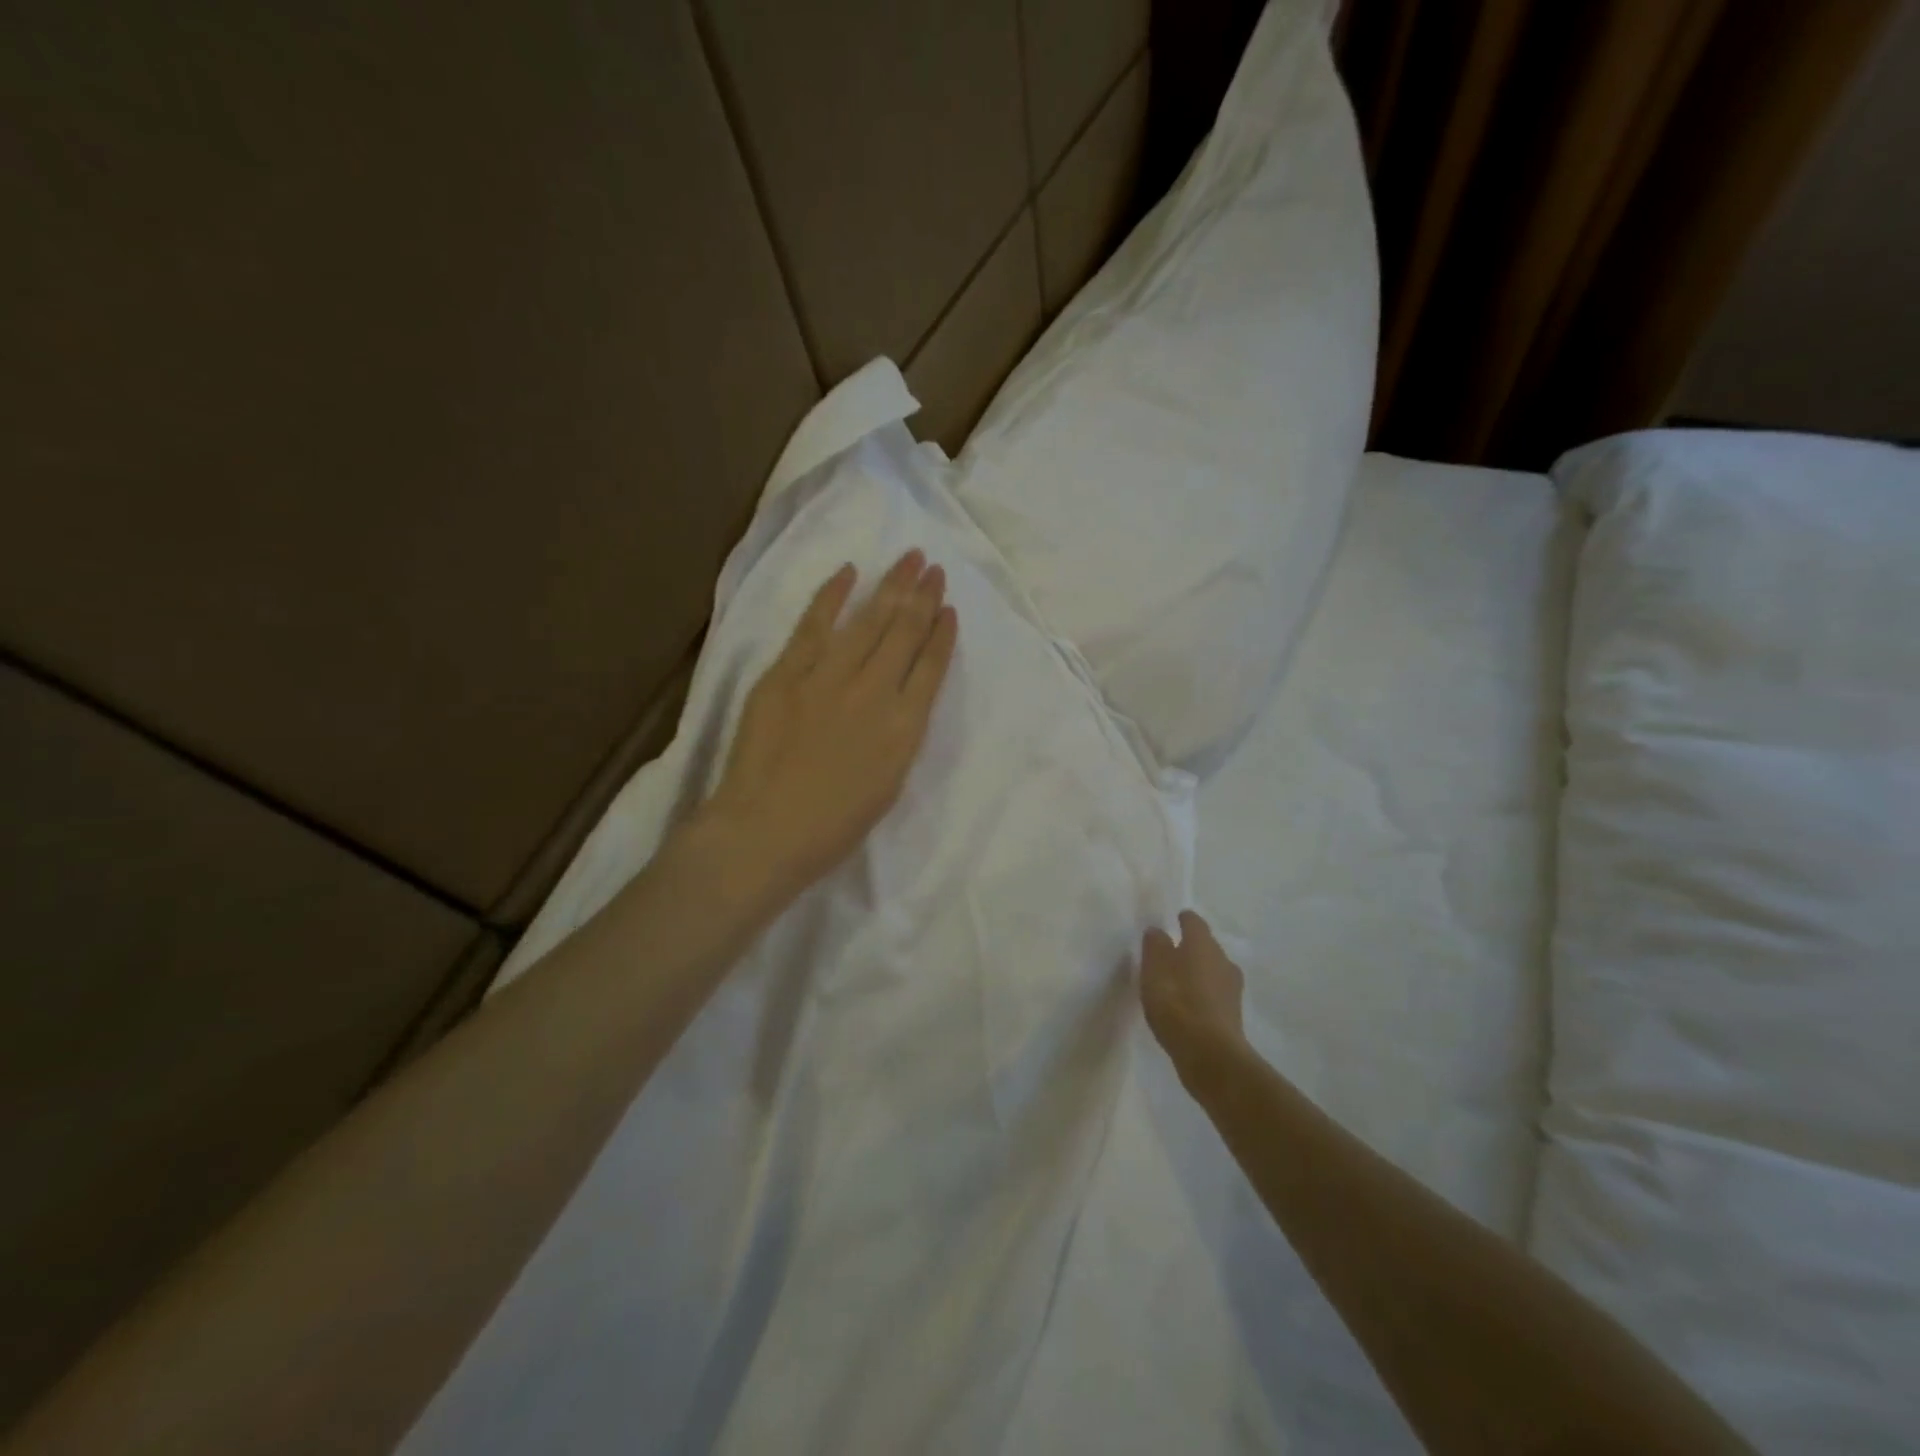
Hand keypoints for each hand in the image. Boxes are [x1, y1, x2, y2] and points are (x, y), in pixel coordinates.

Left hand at [699, 550, 957, 904]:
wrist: (764, 832)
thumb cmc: (832, 826)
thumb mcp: (888, 786)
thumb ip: (900, 736)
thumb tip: (902, 699)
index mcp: (903, 728)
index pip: (931, 667)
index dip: (943, 633)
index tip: (950, 608)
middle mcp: (873, 692)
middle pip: (904, 633)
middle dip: (923, 596)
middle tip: (934, 567)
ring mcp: (828, 677)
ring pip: (868, 621)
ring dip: (892, 586)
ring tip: (910, 558)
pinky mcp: (787, 672)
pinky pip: (814, 624)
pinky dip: (832, 595)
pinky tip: (849, 572)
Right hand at [1140, 911, 1247, 1082]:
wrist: (1210, 1055)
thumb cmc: (1176, 1003)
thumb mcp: (1153, 970)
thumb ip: (1154, 946)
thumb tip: (1158, 931)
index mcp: (1203, 944)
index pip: (1194, 922)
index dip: (1184, 920)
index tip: (1174, 920)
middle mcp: (1222, 960)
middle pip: (1206, 946)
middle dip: (1191, 947)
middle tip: (1171, 953)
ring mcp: (1232, 989)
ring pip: (1213, 971)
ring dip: (1198, 972)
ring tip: (1178, 982)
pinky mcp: (1233, 1014)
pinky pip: (1214, 994)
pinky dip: (1203, 995)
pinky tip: (1188, 1006)